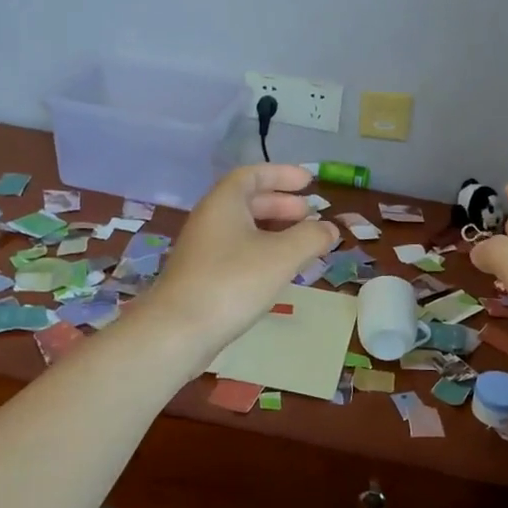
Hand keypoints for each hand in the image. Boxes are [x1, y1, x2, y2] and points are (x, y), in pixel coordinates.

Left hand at [147, 165, 339, 358]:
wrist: (177, 332)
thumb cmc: (232, 282)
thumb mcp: (282, 256)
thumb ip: (311, 237)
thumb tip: (330, 228)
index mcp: (223, 203)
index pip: (252, 175)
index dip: (281, 175)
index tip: (309, 182)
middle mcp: (210, 220)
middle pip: (248, 202)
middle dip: (282, 205)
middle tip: (311, 214)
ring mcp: (203, 250)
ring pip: (244, 229)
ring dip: (274, 230)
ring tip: (303, 243)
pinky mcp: (202, 277)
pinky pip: (238, 252)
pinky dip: (263, 252)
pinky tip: (279, 271)